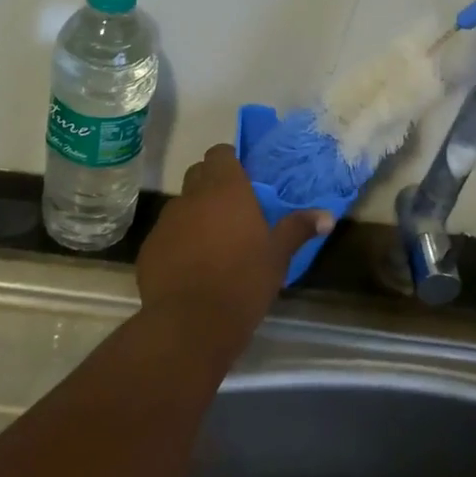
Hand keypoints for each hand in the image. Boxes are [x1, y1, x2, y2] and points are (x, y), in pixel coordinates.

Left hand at [136, 145, 331, 332]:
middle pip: (198, 174)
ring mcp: (166, 222)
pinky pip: (165, 235)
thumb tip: (327, 216)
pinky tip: (190, 268)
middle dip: (211, 184)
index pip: (220, 153)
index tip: (243, 179)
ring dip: (194, 215)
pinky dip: (176, 242)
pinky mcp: (148, 248)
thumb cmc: (243, 281)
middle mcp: (192, 197)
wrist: (191, 322)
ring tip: (211, 243)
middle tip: (232, 209)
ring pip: (180, 205)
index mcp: (226, 189)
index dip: (229, 162)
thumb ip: (298, 229)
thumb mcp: (278, 256)